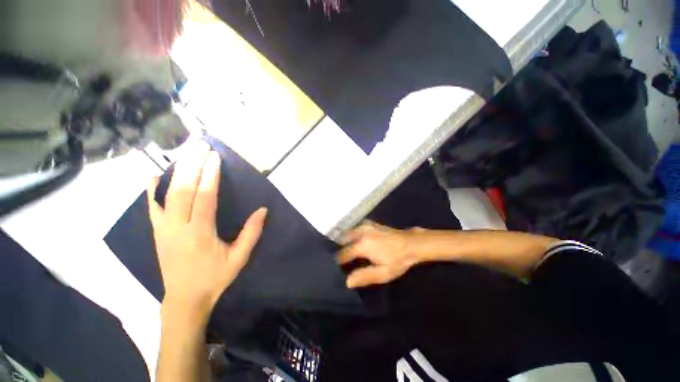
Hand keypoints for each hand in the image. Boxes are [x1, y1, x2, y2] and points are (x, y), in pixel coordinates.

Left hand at [147, 142, 266, 319]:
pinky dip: (151, 191)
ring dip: (177, 172)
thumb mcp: (239, 258)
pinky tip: (152, 176)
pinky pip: (152, 208)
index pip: (204, 197)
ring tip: (185, 153)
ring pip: (168, 194)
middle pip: (184, 190)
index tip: (214, 157)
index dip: (210, 175)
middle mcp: (178, 227)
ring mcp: (163, 229)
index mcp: (200, 233)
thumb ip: (251, 233)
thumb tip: (263, 210)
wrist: (185, 299)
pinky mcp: (157, 232)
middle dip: (193, 165)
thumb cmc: (215, 277)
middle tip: (200, 146)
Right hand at [337, 222, 421, 288]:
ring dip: (346, 241)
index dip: (339, 261)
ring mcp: (365, 225)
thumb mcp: (383, 273)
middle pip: (342, 239)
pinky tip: (358, 241)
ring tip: (349, 251)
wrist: (411, 243)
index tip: (339, 267)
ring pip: (348, 232)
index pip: (342, 253)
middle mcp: (360, 232)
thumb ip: (364, 276)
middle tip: (344, 259)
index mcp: (361, 245)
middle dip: (340, 248)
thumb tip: (347, 281)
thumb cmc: (398, 260)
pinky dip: (353, 235)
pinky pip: (355, 228)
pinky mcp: (370, 223)